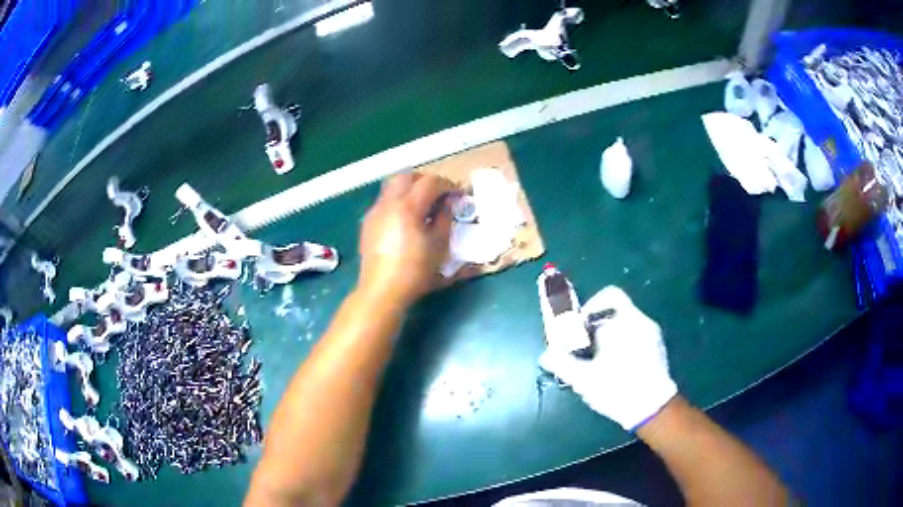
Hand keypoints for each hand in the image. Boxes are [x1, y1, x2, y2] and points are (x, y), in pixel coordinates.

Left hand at [358, 173, 455, 307]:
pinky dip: (398, 201)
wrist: (381, 290)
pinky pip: (384, 200)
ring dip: (409, 188)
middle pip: (407, 176)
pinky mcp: (368, 222)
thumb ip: (445, 218)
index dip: (447, 185)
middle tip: (439, 195)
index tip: (457, 195)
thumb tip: (448, 203)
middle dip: (425, 180)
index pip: (430, 181)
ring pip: (392, 186)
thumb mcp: (439, 245)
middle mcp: (389, 202)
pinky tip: (405, 220)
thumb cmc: (415, 271)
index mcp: (408, 206)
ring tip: (422, 206)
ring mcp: (375, 211)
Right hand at [539, 286, 676, 430]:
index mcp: (625, 321)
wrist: (653, 409)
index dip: (592, 305)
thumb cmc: (617, 388)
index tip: (581, 326)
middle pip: (616, 312)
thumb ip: (562, 363)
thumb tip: (545, 356)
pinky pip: (637, 336)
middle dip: (597, 328)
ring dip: (610, 338)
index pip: (610, 295)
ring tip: (599, 361)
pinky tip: (617, 368)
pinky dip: (624, 344)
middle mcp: (642, 322)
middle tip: (585, 349)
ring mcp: (653, 335)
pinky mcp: (659, 349)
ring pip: (626, 326)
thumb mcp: (584, 378)